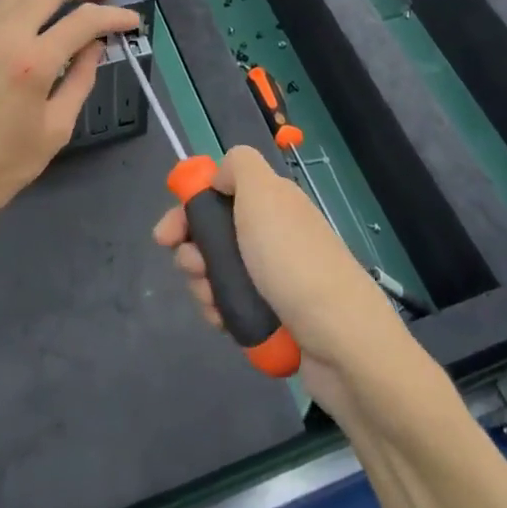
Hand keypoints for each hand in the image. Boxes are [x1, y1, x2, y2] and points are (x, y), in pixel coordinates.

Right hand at [153, 145, 404, 414]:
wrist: (341, 340)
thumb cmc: (293, 260)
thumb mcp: (264, 194)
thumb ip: (238, 167)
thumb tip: (219, 177)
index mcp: (271, 202)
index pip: (217, 193)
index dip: (187, 209)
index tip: (165, 235)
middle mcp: (271, 234)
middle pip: (212, 235)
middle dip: (191, 253)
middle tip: (195, 269)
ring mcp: (273, 277)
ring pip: (217, 273)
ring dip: (203, 286)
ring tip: (214, 303)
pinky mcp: (274, 315)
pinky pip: (232, 306)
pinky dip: (220, 312)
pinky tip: (224, 323)